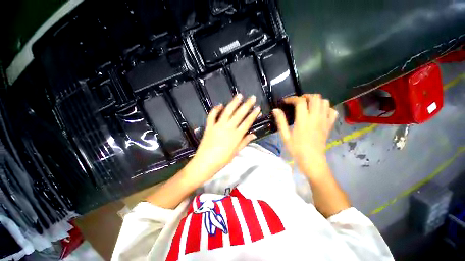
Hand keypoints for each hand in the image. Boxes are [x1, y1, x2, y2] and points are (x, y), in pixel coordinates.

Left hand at [185, 94, 260, 184]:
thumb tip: (254, 135)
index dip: (253, 114)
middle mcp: (228, 128)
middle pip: (239, 114)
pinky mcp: (209, 126)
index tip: (258, 108)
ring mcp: (218, 126)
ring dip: (233, 103)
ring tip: (239, 95)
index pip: (247, 122)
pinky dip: (215, 109)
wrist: (205, 163)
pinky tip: (220, 105)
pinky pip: (212, 116)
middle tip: (252, 97)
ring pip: (227, 112)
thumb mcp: (236, 152)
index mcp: (236, 136)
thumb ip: (244, 142)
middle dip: (247, 105)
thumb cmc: (222, 160)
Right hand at [272, 94, 336, 174]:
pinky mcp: (329, 125)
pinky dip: (326, 108)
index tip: (286, 101)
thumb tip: (275, 110)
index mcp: (303, 120)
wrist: (312, 160)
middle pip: (315, 98)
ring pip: (325, 102)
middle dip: (305, 96)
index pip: (300, 101)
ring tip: (308, 105)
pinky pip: (332, 111)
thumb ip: (281, 121)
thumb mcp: (285, 136)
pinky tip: (319, 113)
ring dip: (316, 101)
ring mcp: (324, 121)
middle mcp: (315, 117)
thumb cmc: (296, 149)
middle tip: (298, 102)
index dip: (292, 98)